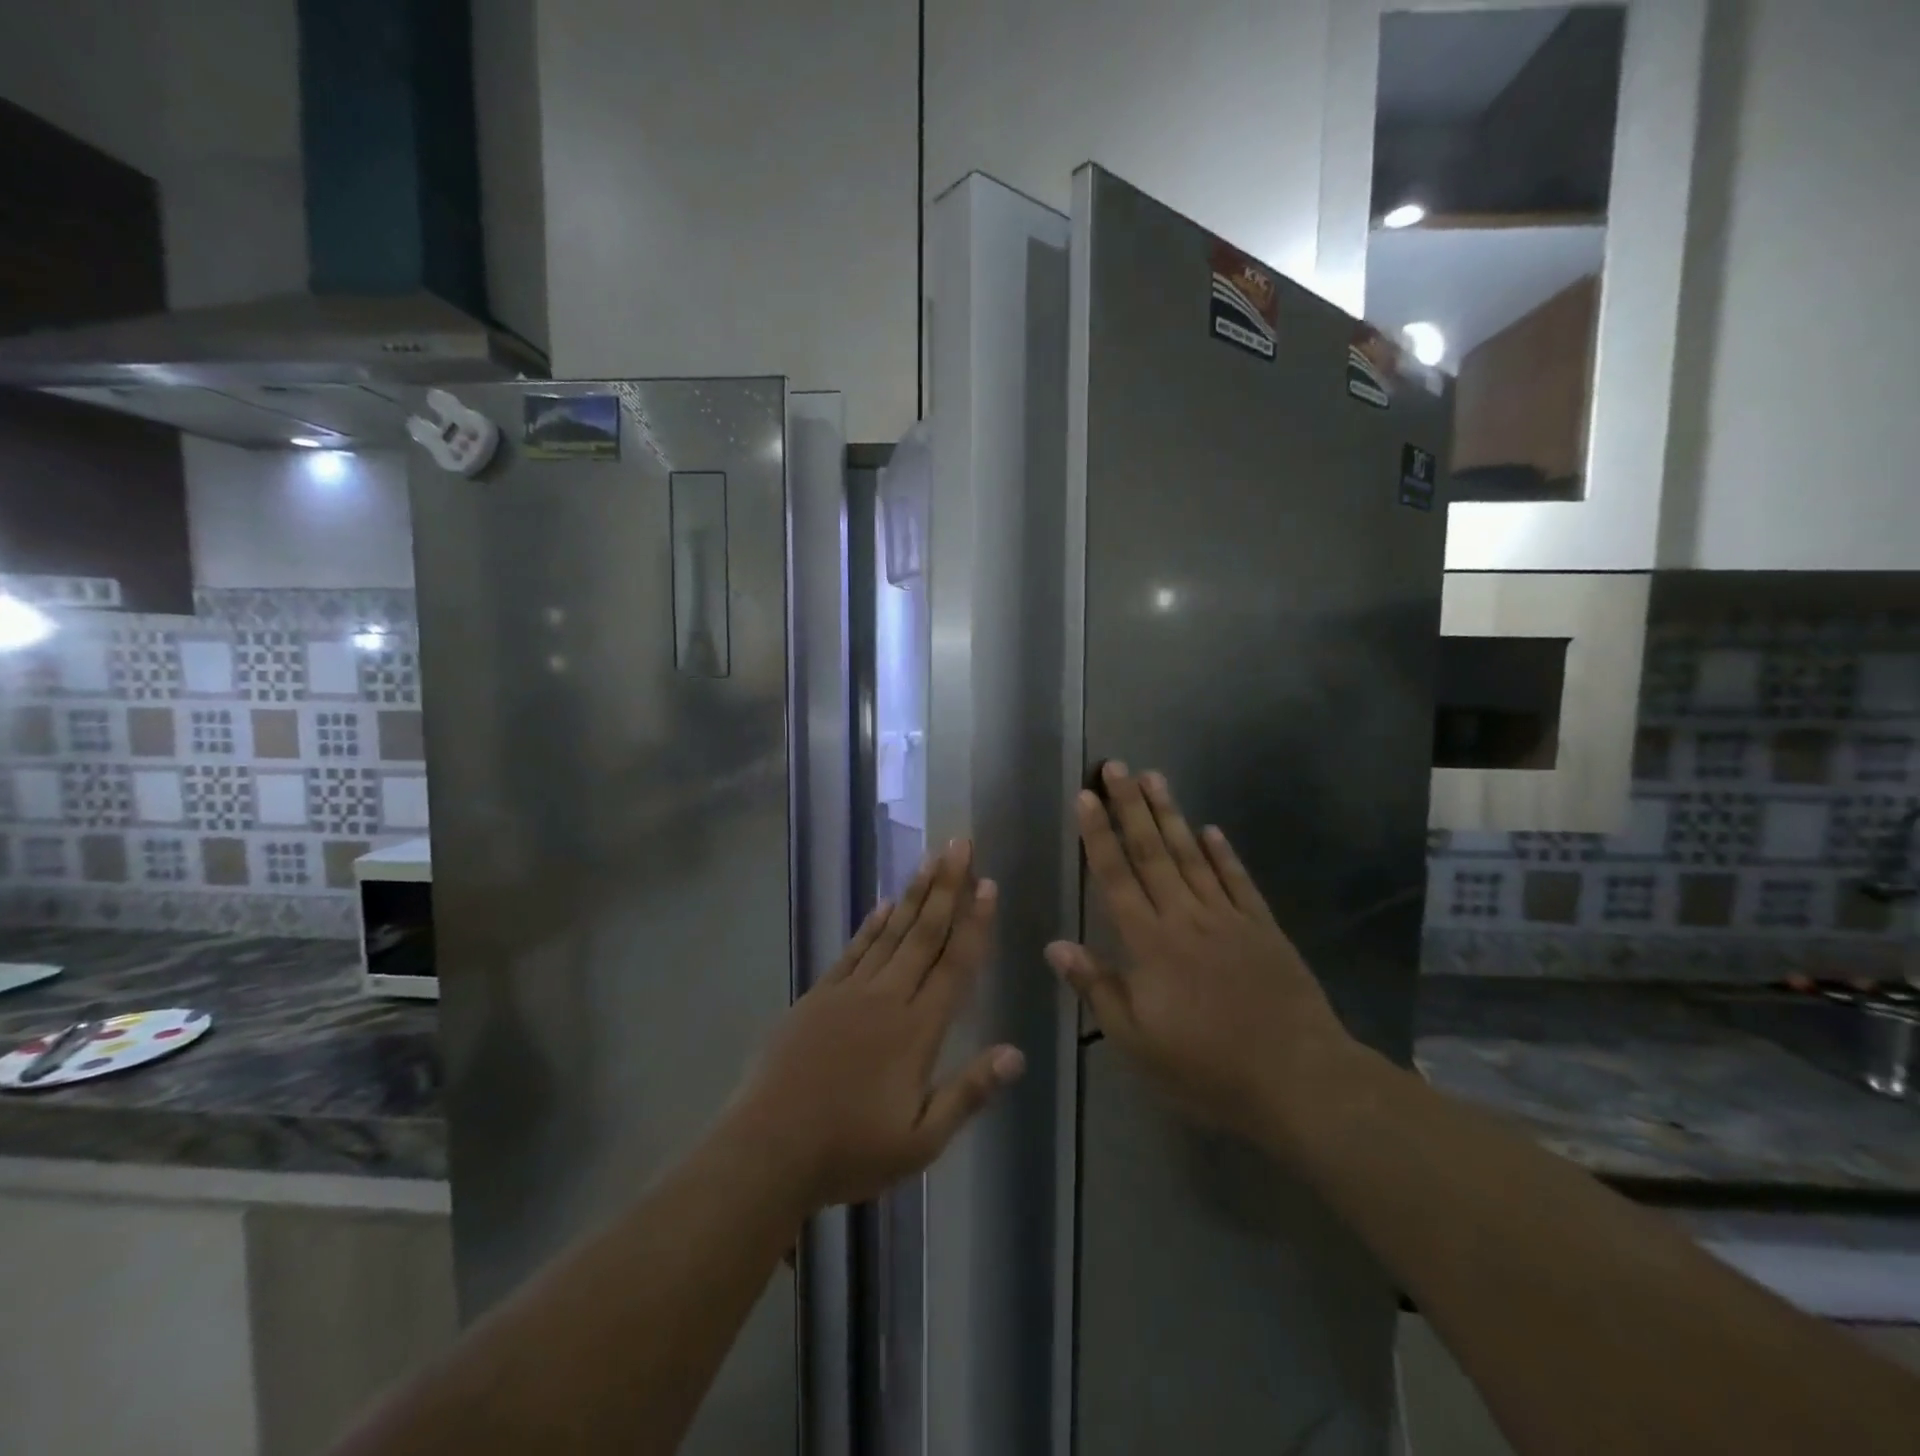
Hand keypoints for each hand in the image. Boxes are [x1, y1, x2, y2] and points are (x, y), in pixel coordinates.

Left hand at [726, 840, 1024, 1214]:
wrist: (769, 1149)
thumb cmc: (850, 1150)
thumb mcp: (920, 1141)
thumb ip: (969, 1093)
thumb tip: (1017, 1053)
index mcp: (917, 1030)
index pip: (955, 965)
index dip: (974, 924)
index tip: (987, 884)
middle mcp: (887, 998)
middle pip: (924, 934)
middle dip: (946, 887)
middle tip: (961, 845)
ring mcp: (849, 992)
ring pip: (890, 932)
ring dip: (914, 894)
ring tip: (931, 859)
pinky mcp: (819, 995)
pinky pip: (853, 950)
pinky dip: (871, 924)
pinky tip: (884, 904)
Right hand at [1046, 763, 1362, 1148]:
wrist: (1298, 1079)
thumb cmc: (1207, 1067)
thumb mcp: (1137, 1042)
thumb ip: (1097, 988)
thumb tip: (1055, 945)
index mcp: (1150, 943)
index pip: (1116, 877)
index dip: (1098, 835)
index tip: (1086, 797)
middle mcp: (1185, 917)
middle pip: (1152, 852)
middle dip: (1130, 807)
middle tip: (1116, 767)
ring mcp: (1228, 918)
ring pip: (1192, 855)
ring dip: (1170, 815)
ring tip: (1154, 778)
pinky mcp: (1263, 928)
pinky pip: (1238, 881)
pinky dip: (1223, 853)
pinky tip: (1211, 829)